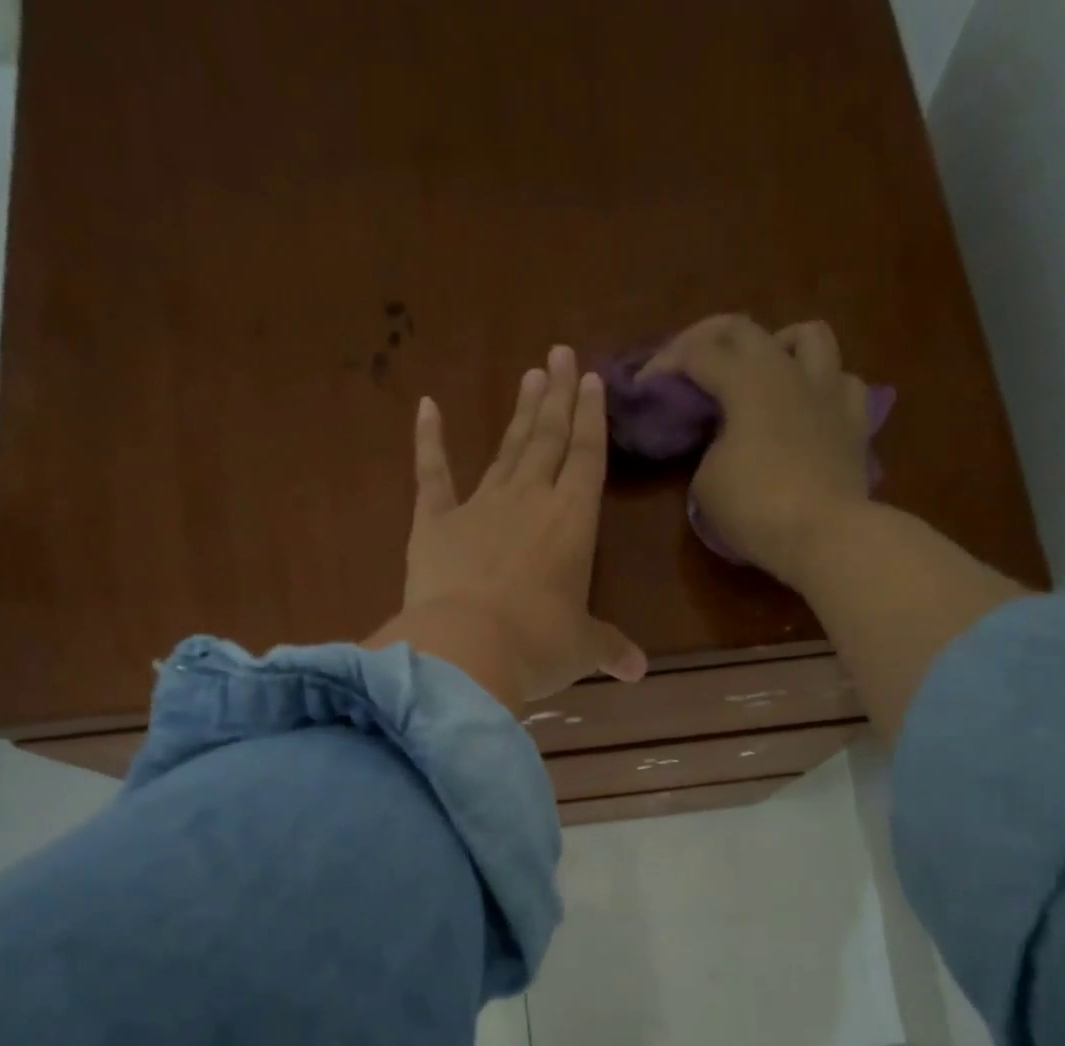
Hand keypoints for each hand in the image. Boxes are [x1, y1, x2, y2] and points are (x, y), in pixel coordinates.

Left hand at [366, 346, 646, 712]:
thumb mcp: (581, 651)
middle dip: (558, 397)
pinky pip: (432, 473)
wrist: (466, 650)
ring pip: (506, 449)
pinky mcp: (433, 522)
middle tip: (560, 354)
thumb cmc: (537, 646)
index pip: (587, 458)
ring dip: (520, 414)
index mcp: (573, 523)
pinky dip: (428, 440)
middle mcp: (530, 501)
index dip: (591, 419)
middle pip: (549, 439)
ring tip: (530, 375)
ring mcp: (479, 506)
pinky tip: (427, 406)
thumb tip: (638, 671)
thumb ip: (610, 650)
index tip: (592, 379)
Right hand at [641, 315, 873, 587]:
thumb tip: (724, 442)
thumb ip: (708, 448)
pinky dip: (822, 386)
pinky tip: (808, 405)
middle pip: (745, 329)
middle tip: (689, 363)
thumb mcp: (707, 482)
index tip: (645, 385)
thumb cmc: (757, 509)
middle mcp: (789, 371)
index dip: (665, 363)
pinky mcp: (856, 421)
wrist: (825, 536)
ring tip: (762, 370)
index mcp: (746, 381)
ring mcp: (829, 391)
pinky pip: (843, 382)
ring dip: (778, 343)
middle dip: (707, 338)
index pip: (697, 354)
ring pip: (809, 336)